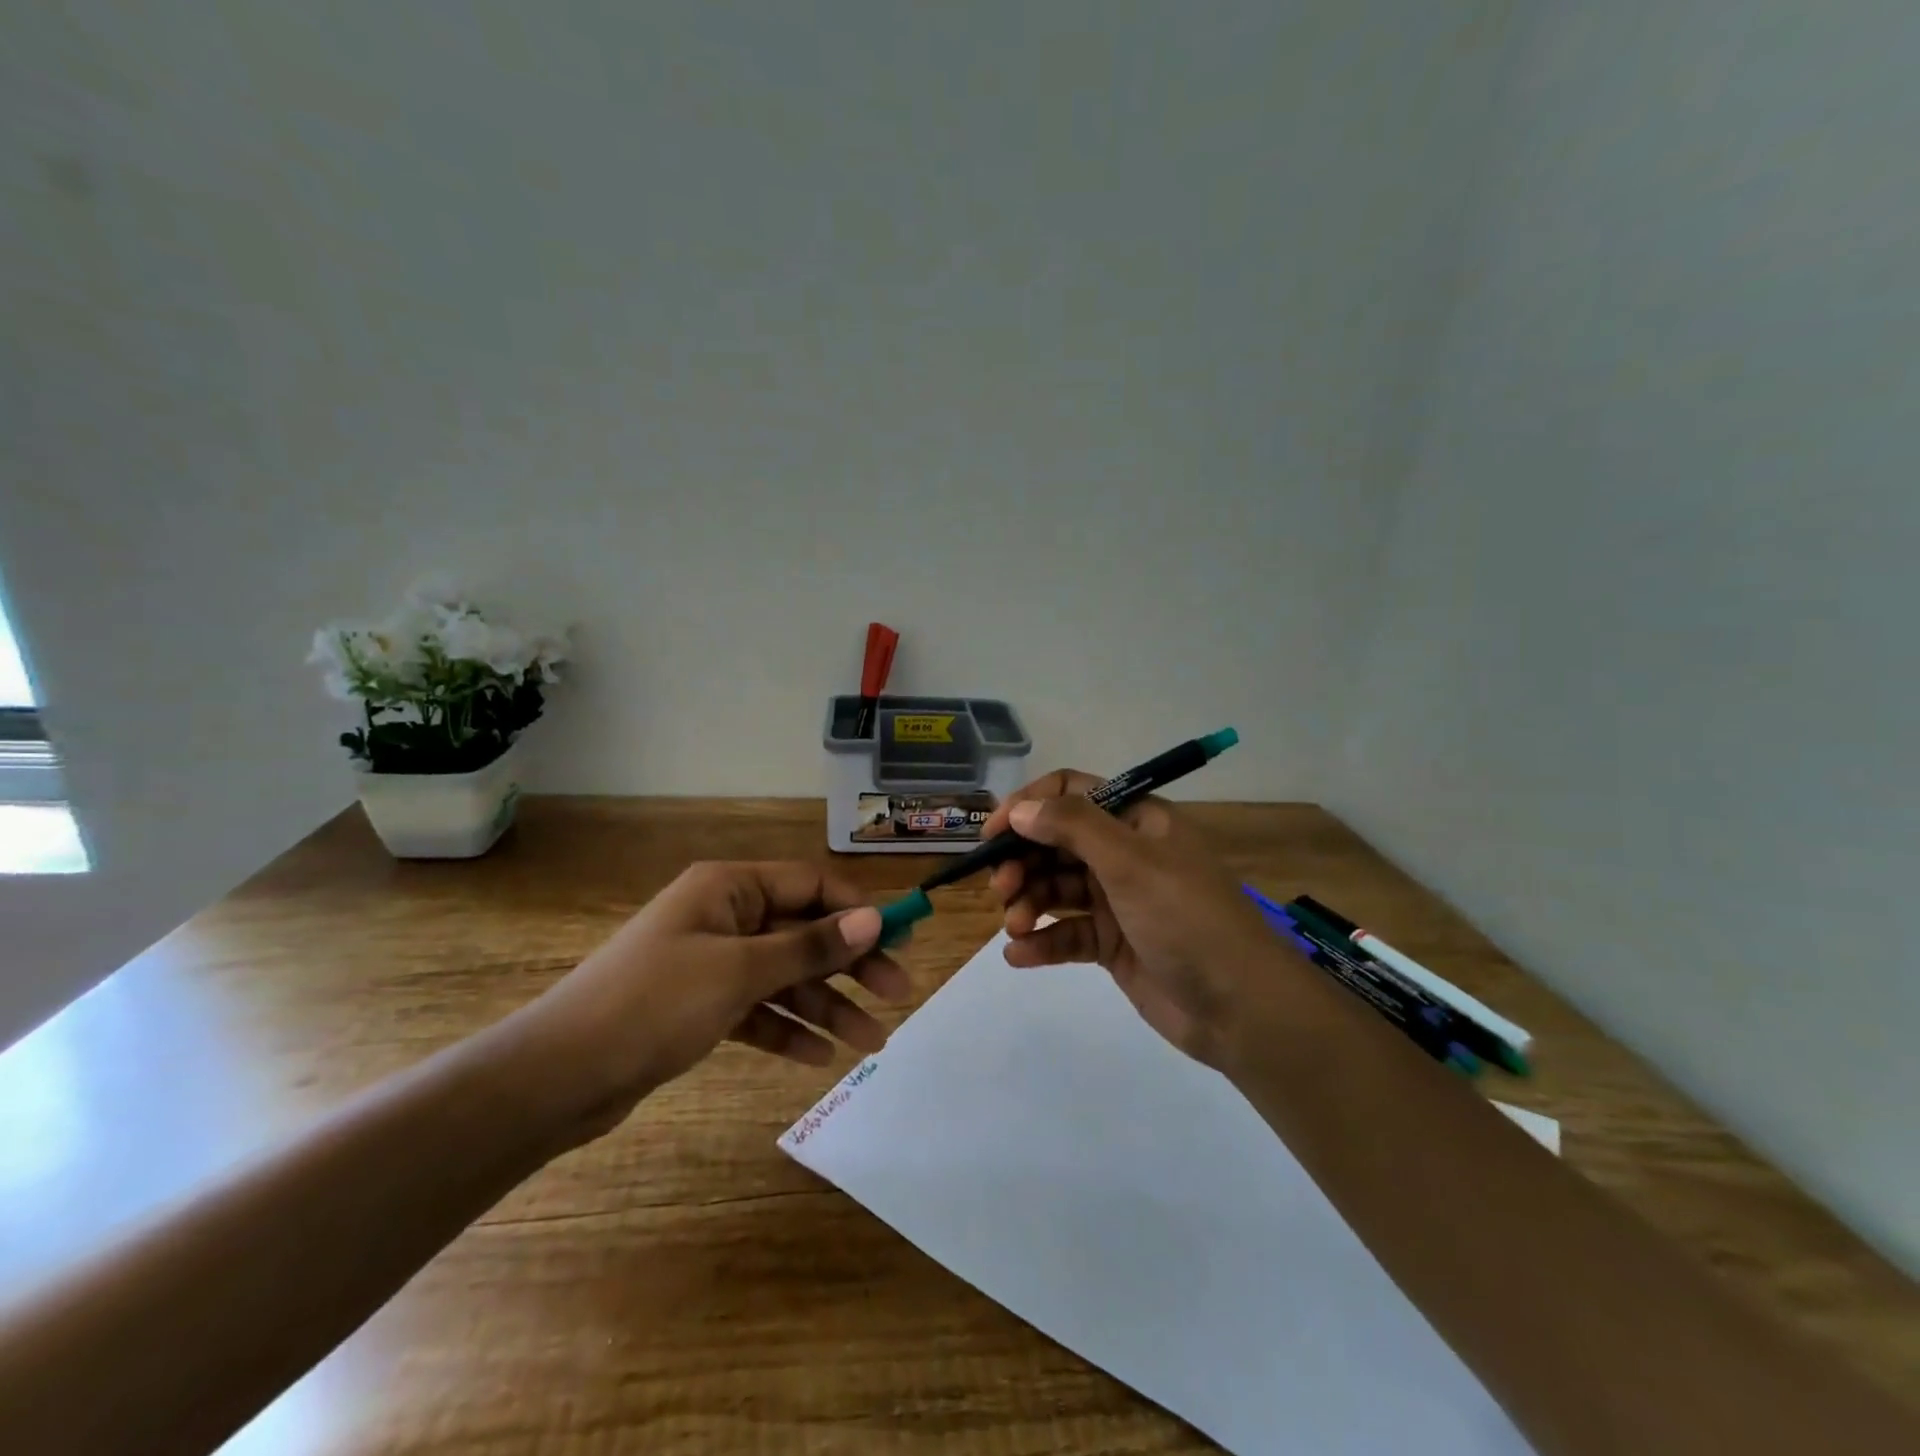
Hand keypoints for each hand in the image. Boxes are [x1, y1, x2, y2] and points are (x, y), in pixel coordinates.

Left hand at [517, 862, 909, 1142]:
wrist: (556, 1076)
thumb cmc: (653, 1004)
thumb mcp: (739, 971)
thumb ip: (809, 946)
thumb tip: (874, 918)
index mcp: (729, 888)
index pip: (811, 885)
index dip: (858, 910)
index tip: (900, 940)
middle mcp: (724, 916)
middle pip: (803, 933)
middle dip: (849, 965)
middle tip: (896, 996)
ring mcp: (711, 963)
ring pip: (784, 976)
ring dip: (826, 1006)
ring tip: (871, 1043)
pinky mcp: (699, 1007)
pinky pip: (757, 1010)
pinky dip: (787, 1030)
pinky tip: (818, 1057)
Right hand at [982, 770, 1303, 1071]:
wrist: (1241, 1009)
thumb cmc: (1187, 918)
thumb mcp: (1131, 862)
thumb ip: (1073, 827)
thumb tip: (1020, 810)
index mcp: (1136, 820)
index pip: (1071, 793)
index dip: (1029, 806)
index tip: (993, 834)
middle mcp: (1125, 853)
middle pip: (1056, 842)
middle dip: (1023, 861)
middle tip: (1000, 888)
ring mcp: (1118, 900)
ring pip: (1056, 888)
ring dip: (1028, 902)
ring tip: (1015, 926)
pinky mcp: (1113, 944)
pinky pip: (1067, 933)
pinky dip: (1041, 942)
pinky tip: (1019, 955)